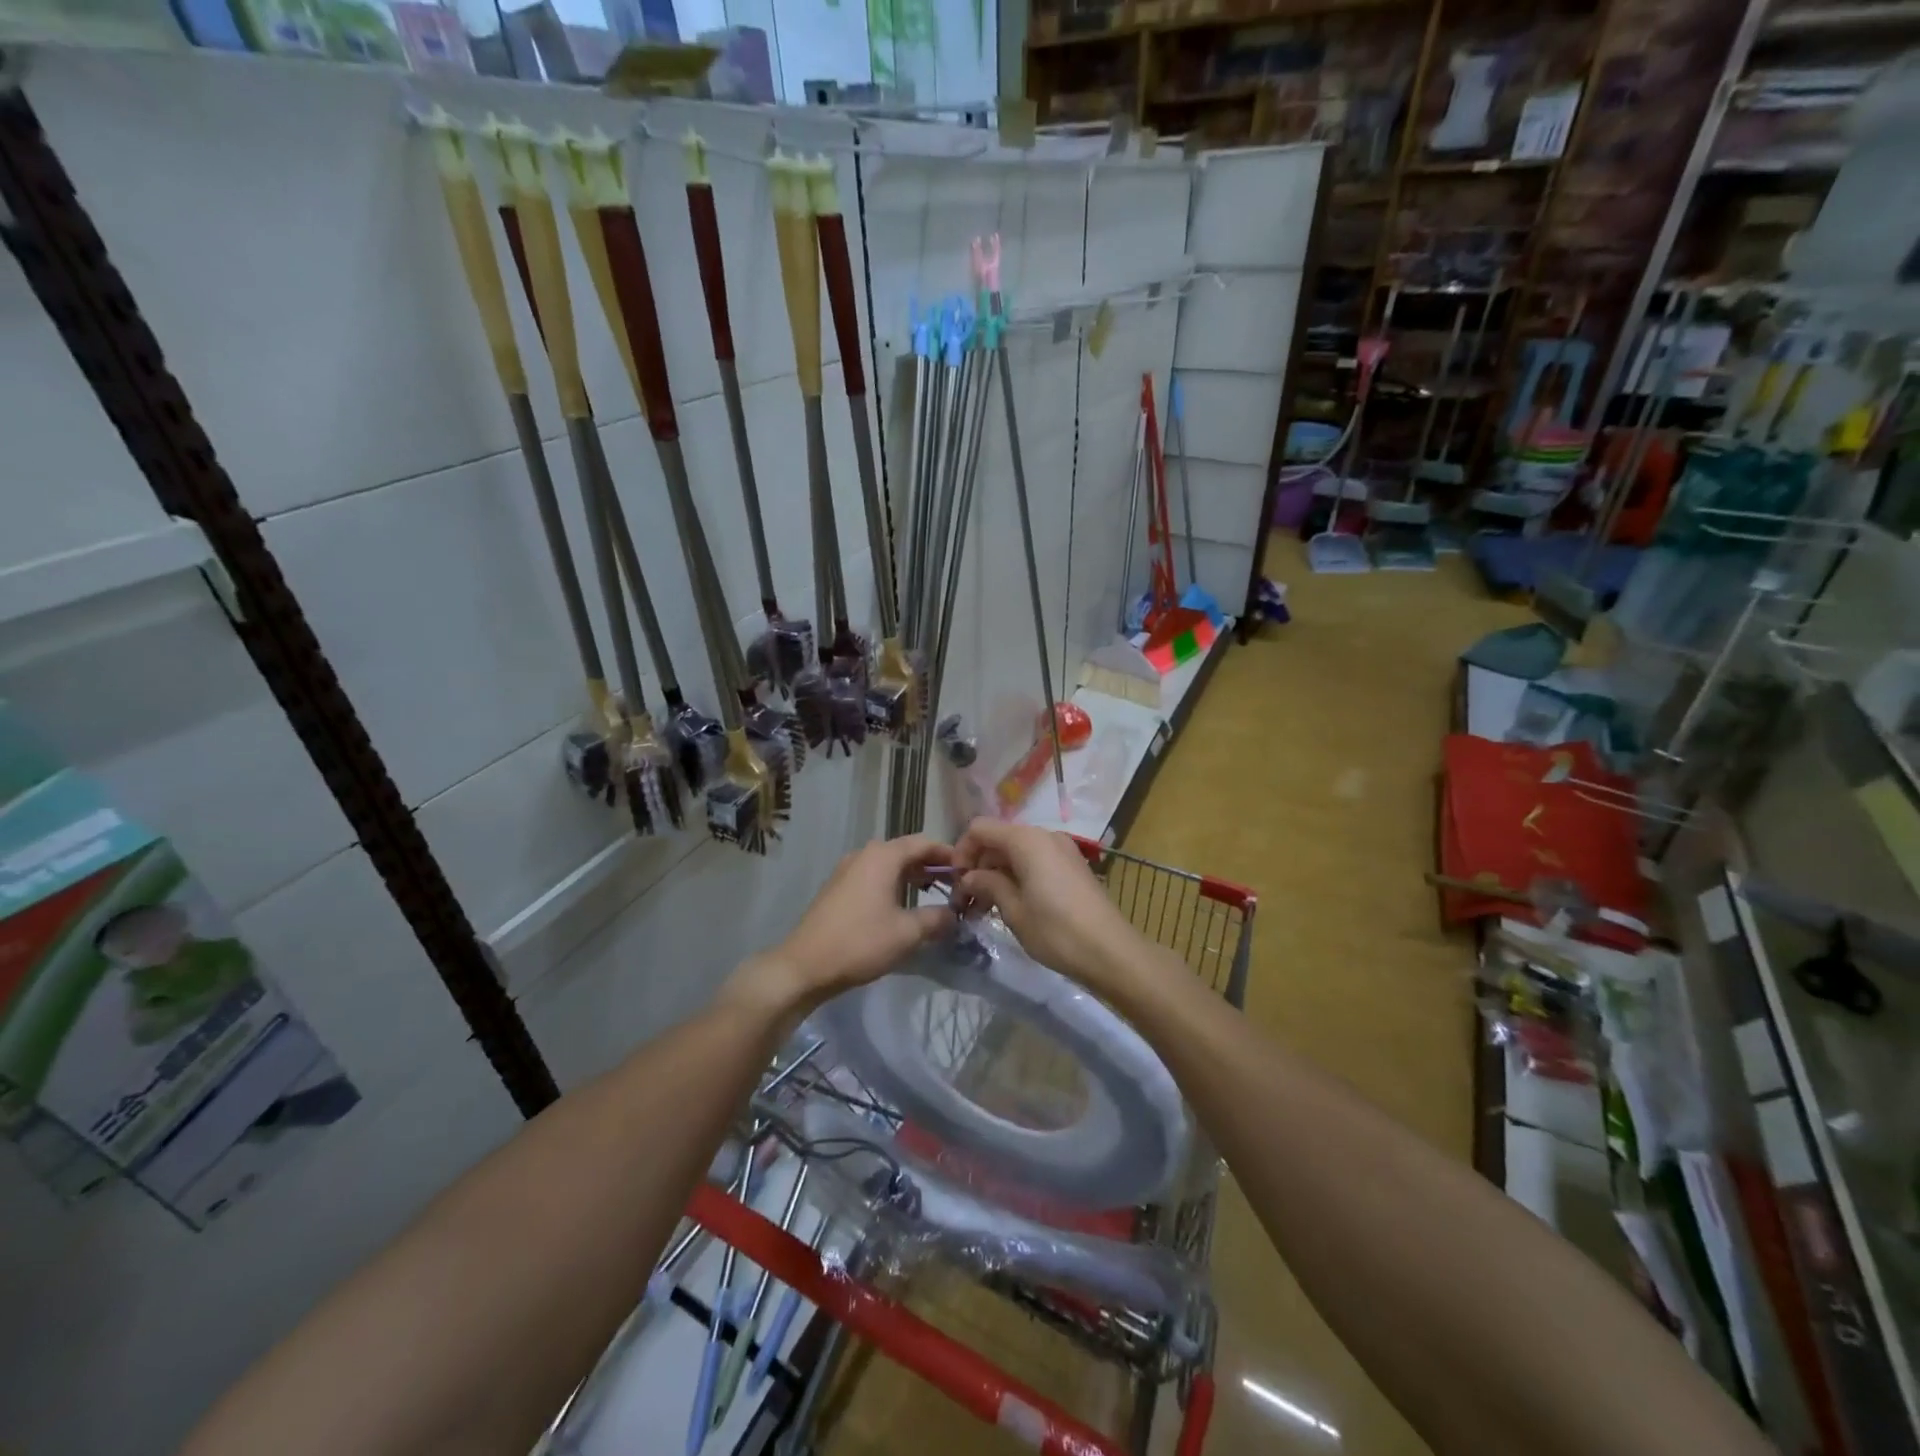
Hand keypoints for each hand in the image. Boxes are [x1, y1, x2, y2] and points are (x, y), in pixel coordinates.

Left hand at [722, 835, 955, 1026]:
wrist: (804, 965)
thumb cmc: (860, 942)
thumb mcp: (907, 933)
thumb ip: (937, 919)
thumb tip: (955, 914)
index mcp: (883, 856)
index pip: (924, 843)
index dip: (948, 854)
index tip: (968, 871)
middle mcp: (865, 855)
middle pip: (906, 851)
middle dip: (932, 865)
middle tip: (955, 884)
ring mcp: (848, 870)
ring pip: (889, 865)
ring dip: (912, 876)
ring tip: (934, 895)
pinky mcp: (838, 888)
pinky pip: (874, 877)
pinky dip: (894, 884)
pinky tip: (903, 906)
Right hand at [950, 819, 1137, 989]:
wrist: (1111, 951)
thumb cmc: (1056, 930)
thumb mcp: (1013, 910)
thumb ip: (987, 884)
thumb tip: (969, 877)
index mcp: (1026, 840)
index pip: (980, 829)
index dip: (962, 851)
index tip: (956, 883)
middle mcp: (1044, 835)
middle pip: (999, 838)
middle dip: (978, 865)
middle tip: (967, 901)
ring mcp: (1062, 849)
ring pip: (1016, 851)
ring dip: (997, 873)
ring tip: (986, 908)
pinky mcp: (1072, 866)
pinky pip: (1035, 860)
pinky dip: (1018, 876)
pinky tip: (1012, 905)